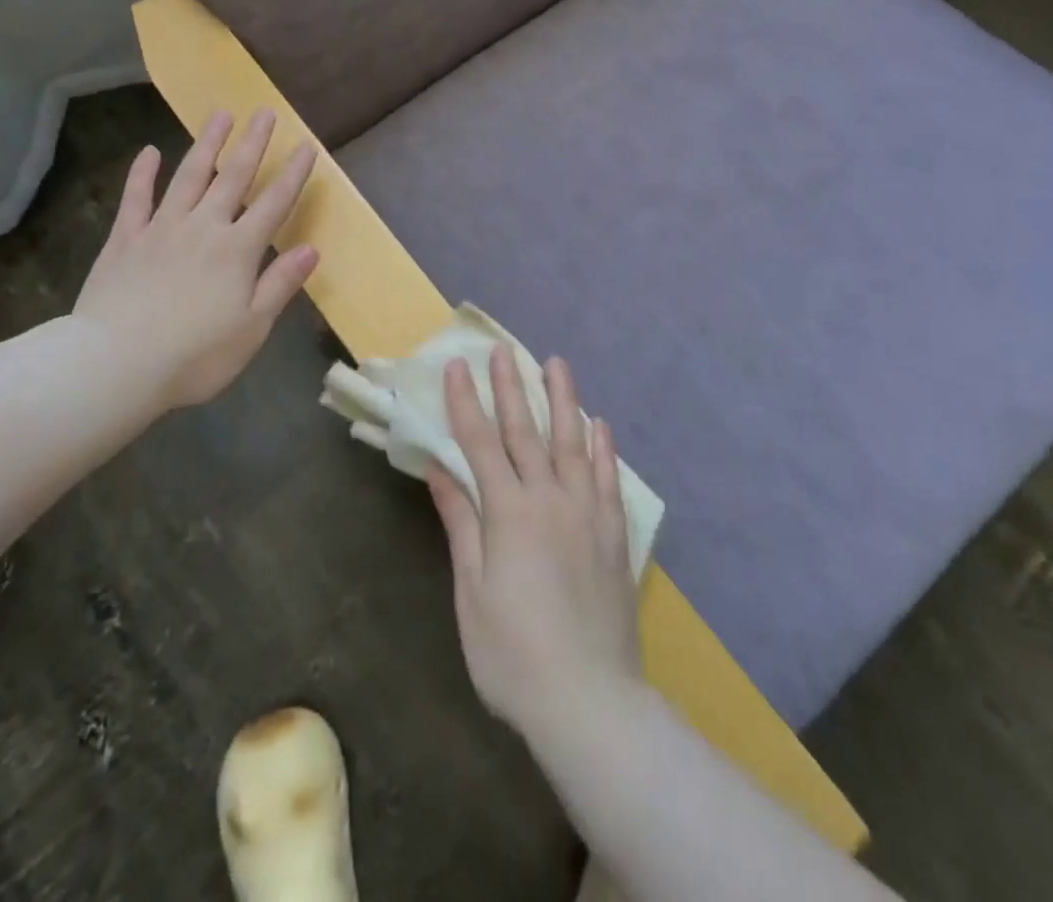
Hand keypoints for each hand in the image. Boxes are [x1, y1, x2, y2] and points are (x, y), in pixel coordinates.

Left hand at [72, 109, 317, 410]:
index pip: (274, 204)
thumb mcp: (253, 327)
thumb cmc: (196, 355)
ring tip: (220, 115)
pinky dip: (142, 173)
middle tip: (264, 112)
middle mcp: (203, 228)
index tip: (307, 146)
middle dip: (252, 144)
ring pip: (189, 177)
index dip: (293, 175)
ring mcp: (161, 229)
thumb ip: (281, 283)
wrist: (117, 364)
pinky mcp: (125, 240)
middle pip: (234, 177)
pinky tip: (149, 151)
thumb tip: (312, 248)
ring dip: (207, 144)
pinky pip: (136, 198)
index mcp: (238, 250)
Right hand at [427, 347, 642, 745]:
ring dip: (562, 400)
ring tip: (556, 364)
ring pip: (573, 443)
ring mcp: (586, 514)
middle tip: (502, 349)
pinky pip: (608, 479)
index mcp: (508, 513)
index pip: (480, 443)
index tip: (456, 366)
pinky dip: (603, 448)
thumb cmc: (513, 654)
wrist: (590, 702)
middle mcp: (549, 500)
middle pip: (526, 432)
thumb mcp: (472, 592)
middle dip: (510, 387)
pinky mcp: (613, 535)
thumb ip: (461, 523)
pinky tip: (600, 424)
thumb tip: (439, 470)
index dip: (465, 402)